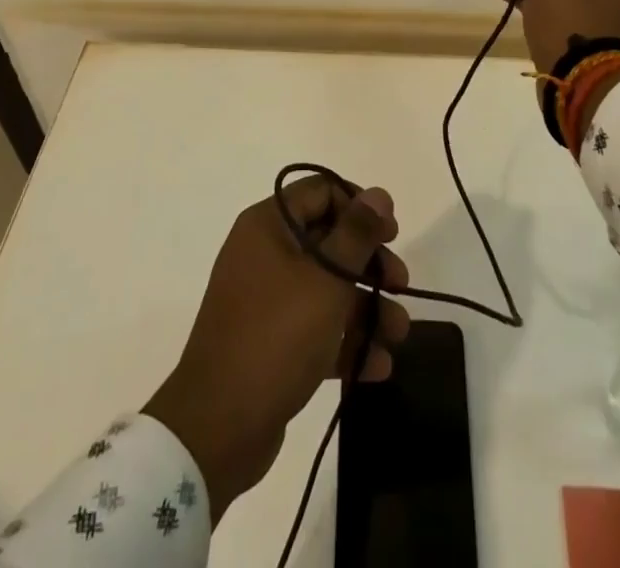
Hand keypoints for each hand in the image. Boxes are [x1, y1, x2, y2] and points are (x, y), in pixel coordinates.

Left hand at [144, 178, 411, 521]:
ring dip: (367, 307)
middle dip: (370, 262)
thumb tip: (379, 194)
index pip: (321, 192)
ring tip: (398, 334)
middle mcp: (265, 253)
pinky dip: (347, 341)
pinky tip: (379, 365)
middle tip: (401, 283)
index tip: (391, 233)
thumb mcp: (326, 279)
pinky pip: (317, 328)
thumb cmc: (276, 335)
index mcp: (269, 225)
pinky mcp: (273, 343)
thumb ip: (357, 234)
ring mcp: (267, 300)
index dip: (359, 206)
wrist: (218, 427)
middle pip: (329, 240)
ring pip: (327, 288)